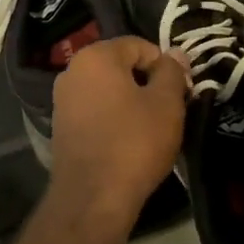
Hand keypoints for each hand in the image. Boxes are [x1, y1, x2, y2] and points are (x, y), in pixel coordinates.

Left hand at [48, 37, 188, 232]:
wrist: (93, 197)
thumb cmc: (134, 142)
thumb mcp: (166, 103)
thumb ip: (172, 72)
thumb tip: (175, 53)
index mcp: (96, 56)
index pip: (139, 46)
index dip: (165, 65)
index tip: (181, 91)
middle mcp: (72, 71)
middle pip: (121, 66)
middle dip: (147, 82)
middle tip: (170, 109)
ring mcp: (62, 100)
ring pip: (108, 90)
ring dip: (131, 101)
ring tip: (151, 127)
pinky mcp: (61, 127)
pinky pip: (95, 111)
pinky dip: (114, 118)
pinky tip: (129, 140)